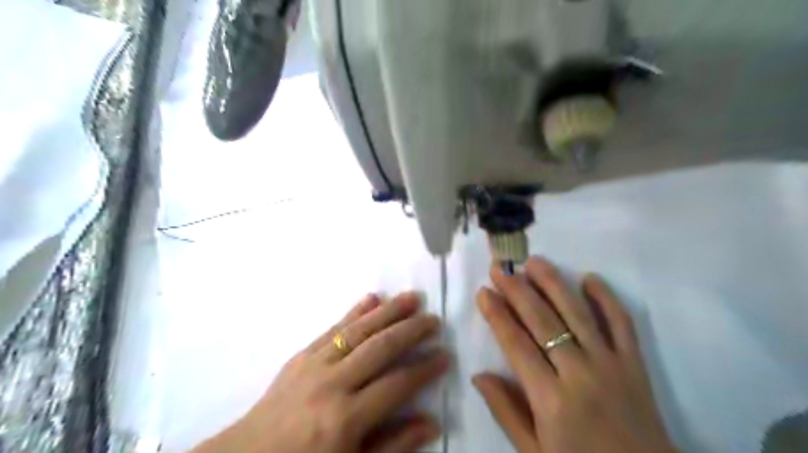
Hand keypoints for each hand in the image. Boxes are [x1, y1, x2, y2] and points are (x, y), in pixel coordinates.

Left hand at [194, 294, 451, 452]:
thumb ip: (393, 445)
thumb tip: (431, 422)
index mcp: (345, 419)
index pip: (397, 385)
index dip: (424, 369)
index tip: (445, 355)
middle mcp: (332, 384)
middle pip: (380, 348)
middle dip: (411, 331)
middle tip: (434, 319)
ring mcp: (314, 365)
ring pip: (358, 330)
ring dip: (388, 312)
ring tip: (412, 298)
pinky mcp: (301, 355)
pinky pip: (332, 328)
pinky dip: (354, 311)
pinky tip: (371, 297)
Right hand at [475, 259, 675, 452]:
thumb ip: (506, 412)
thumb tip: (479, 375)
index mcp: (551, 400)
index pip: (516, 345)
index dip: (497, 315)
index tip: (483, 292)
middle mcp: (579, 374)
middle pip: (543, 322)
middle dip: (518, 290)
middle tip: (501, 267)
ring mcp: (611, 365)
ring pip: (578, 314)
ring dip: (554, 284)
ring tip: (535, 261)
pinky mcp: (635, 364)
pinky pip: (622, 323)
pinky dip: (607, 298)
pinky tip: (590, 277)